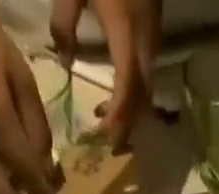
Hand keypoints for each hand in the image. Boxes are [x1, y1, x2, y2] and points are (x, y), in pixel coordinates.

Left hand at [50, 0, 160, 146]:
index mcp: (125, 32)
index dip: (117, 116)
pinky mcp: (155, 28)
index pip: (127, 86)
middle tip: (108, 146)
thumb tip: (65, 62)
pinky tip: (117, 93)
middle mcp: (146, 41)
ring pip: (148, 87)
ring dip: (131, 110)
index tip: (102, 136)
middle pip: (141, 96)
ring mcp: (154, 35)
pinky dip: (134, 92)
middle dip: (127, 124)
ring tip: (108, 122)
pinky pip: (148, 72)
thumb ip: (64, 22)